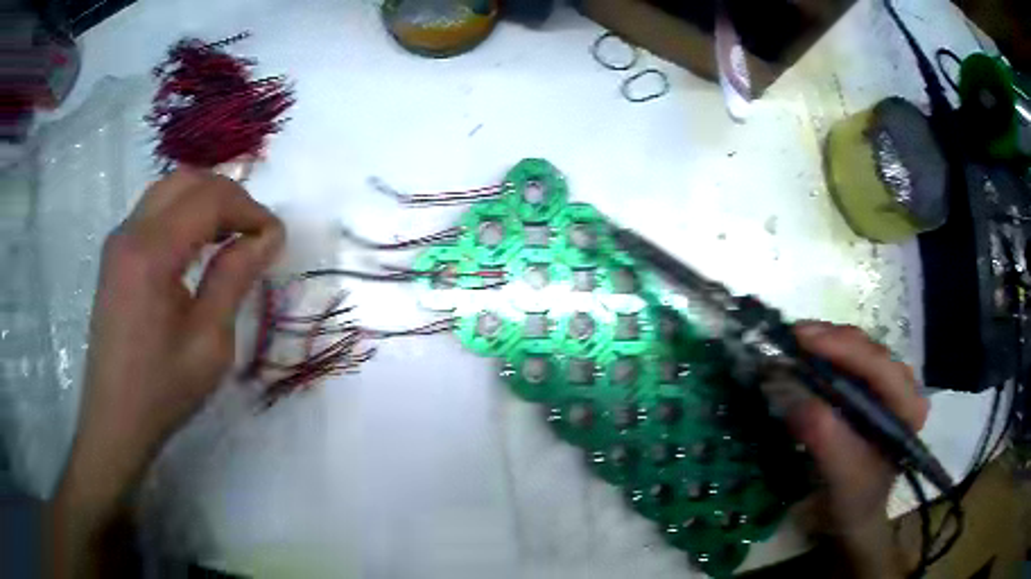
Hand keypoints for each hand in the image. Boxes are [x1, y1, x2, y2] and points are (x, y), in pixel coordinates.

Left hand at [50, 169, 283, 576]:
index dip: (250, 209)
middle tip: (254, 232)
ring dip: (205, 201)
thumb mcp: (209, 341)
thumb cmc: (163, 389)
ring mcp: (118, 240)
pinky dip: (183, 213)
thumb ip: (235, 277)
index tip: (276, 238)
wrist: (116, 419)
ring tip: (229, 235)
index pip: (209, 199)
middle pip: (187, 180)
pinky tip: (196, 245)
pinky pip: (154, 209)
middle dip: (229, 196)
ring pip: (169, 189)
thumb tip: (267, 235)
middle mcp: (130, 231)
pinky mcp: (115, 253)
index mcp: (152, 252)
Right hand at [787, 322, 928, 577]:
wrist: (855, 513)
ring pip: (861, 350)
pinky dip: (827, 356)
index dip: (843, 348)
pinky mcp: (873, 388)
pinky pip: (852, 361)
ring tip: (796, 344)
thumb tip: (789, 391)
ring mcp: (889, 385)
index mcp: (908, 407)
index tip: (803, 338)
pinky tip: (808, 356)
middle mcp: (904, 387)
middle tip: (793, 337)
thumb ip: (823, 435)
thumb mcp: (841, 474)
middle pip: (870, 350)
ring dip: (828, 344)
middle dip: (832, 340)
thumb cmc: (854, 499)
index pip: (880, 366)